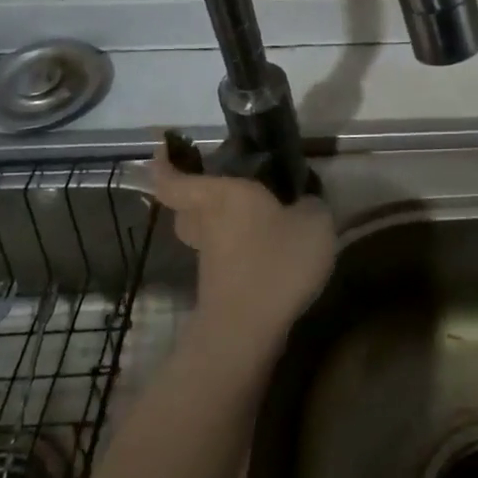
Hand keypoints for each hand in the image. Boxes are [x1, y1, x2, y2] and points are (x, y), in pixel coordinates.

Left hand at [148, 161, 335, 362]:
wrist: (247, 329)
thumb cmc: (276, 261)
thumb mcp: (314, 222)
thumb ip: (310, 205)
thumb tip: (303, 203)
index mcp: (223, 195)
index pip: (176, 178)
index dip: (165, 163)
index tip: (164, 147)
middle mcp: (208, 222)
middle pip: (187, 205)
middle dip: (194, 193)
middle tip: (219, 183)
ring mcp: (209, 257)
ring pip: (204, 230)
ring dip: (218, 222)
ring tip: (252, 215)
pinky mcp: (218, 284)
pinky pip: (222, 254)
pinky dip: (235, 248)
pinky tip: (265, 248)